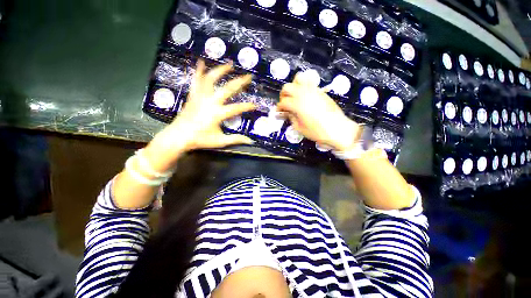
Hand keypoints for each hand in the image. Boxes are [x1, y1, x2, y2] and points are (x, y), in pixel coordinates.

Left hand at [145, 60, 255, 169]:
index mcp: (217, 114)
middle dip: (239, 82)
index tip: (255, 105)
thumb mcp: (220, 141)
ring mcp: (200, 97)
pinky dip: (198, 70)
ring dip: (221, 70)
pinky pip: (196, 80)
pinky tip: (201, 61)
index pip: (236, 108)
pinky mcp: (193, 95)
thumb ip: (235, 139)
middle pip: (227, 88)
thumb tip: (250, 141)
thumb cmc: (200, 139)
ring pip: (211, 79)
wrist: (178, 136)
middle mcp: (210, 102)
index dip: (247, 106)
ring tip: (230, 64)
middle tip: (248, 76)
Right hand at [277, 73, 360, 151]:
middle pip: (287, 87)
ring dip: (293, 86)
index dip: (279, 107)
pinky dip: (303, 86)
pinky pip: (309, 82)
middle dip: (283, 95)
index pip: (283, 102)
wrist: (337, 129)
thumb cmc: (317, 132)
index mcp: (297, 104)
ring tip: (294, 96)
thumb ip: (291, 117)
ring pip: (298, 79)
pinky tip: (304, 96)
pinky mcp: (320, 90)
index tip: (279, 111)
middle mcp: (303, 94)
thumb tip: (288, 112)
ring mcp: (313, 90)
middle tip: (285, 103)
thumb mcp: (300, 128)